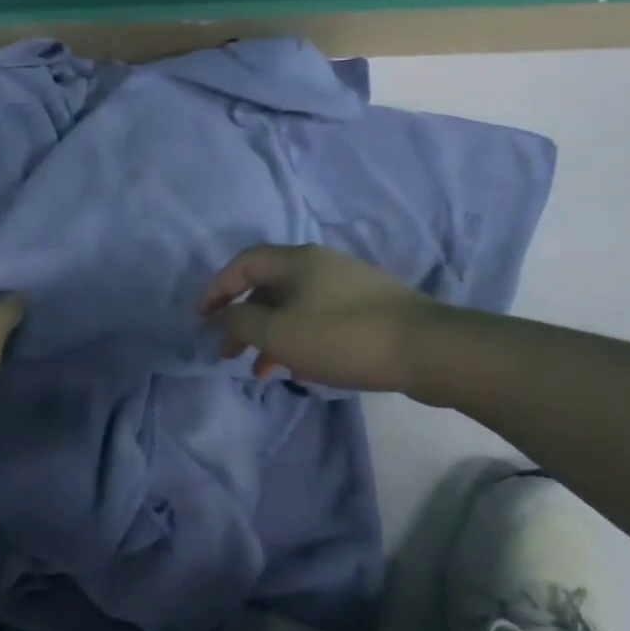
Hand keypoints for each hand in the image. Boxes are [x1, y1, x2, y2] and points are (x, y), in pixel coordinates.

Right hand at [201, 243, 432, 389]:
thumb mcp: (280, 333)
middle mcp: (320, 263)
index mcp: (297, 260)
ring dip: (270, 334)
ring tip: (261, 370)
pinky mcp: (368, 308)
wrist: (427, 349)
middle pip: (268, 286)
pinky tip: (300, 368)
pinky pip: (318, 317)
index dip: (217, 288)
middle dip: (243, 319)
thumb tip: (222, 315)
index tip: (202, 318)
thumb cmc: (343, 337)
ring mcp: (347, 284)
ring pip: (294, 306)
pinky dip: (299, 338)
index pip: (244, 263)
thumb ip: (241, 323)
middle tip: (228, 352)